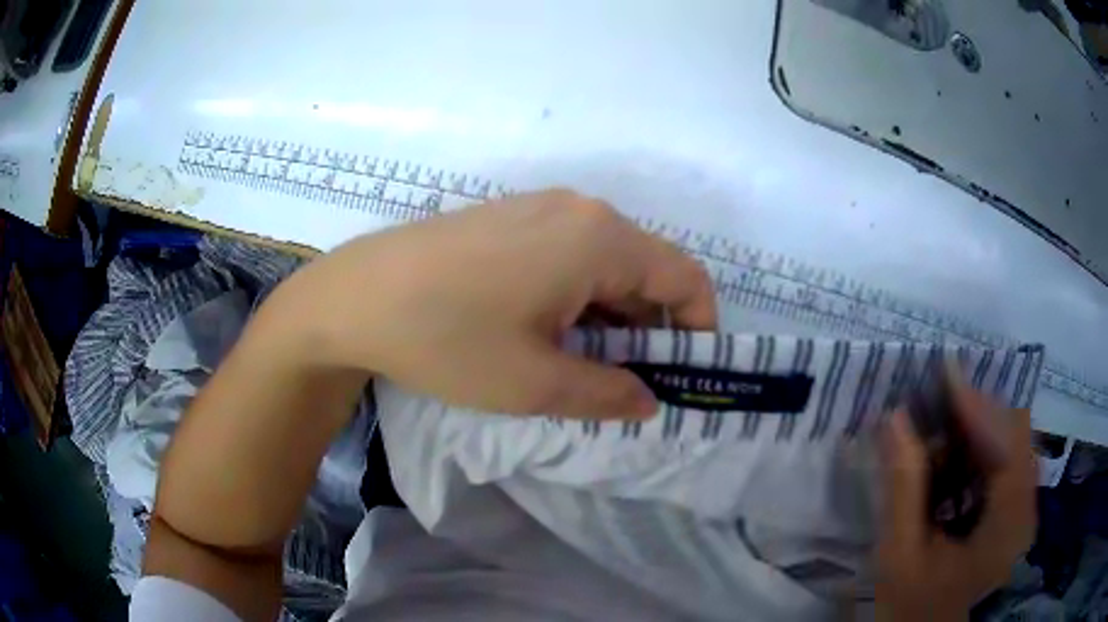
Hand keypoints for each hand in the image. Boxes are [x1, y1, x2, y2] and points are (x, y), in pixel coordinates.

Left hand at [274, 188, 717, 417]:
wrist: (354, 296)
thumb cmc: (447, 338)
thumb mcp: (534, 383)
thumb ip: (607, 393)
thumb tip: (649, 400)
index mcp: (600, 239)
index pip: (686, 277)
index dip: (698, 328)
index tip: (681, 374)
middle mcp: (581, 210)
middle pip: (647, 268)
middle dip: (651, 328)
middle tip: (627, 383)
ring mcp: (541, 207)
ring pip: (607, 262)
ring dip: (613, 315)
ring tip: (583, 366)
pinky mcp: (511, 217)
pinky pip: (570, 253)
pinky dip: (580, 295)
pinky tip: (547, 330)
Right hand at [875, 386, 1036, 620]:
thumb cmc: (913, 608)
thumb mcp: (901, 556)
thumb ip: (902, 488)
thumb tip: (894, 417)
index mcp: (1009, 526)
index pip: (1009, 444)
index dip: (978, 406)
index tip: (944, 372)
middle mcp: (1027, 507)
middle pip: (1014, 434)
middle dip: (975, 413)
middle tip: (933, 400)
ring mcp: (1023, 507)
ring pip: (1009, 442)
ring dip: (974, 430)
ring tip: (936, 430)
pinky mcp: (1014, 508)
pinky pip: (1002, 460)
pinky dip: (976, 449)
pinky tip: (948, 459)